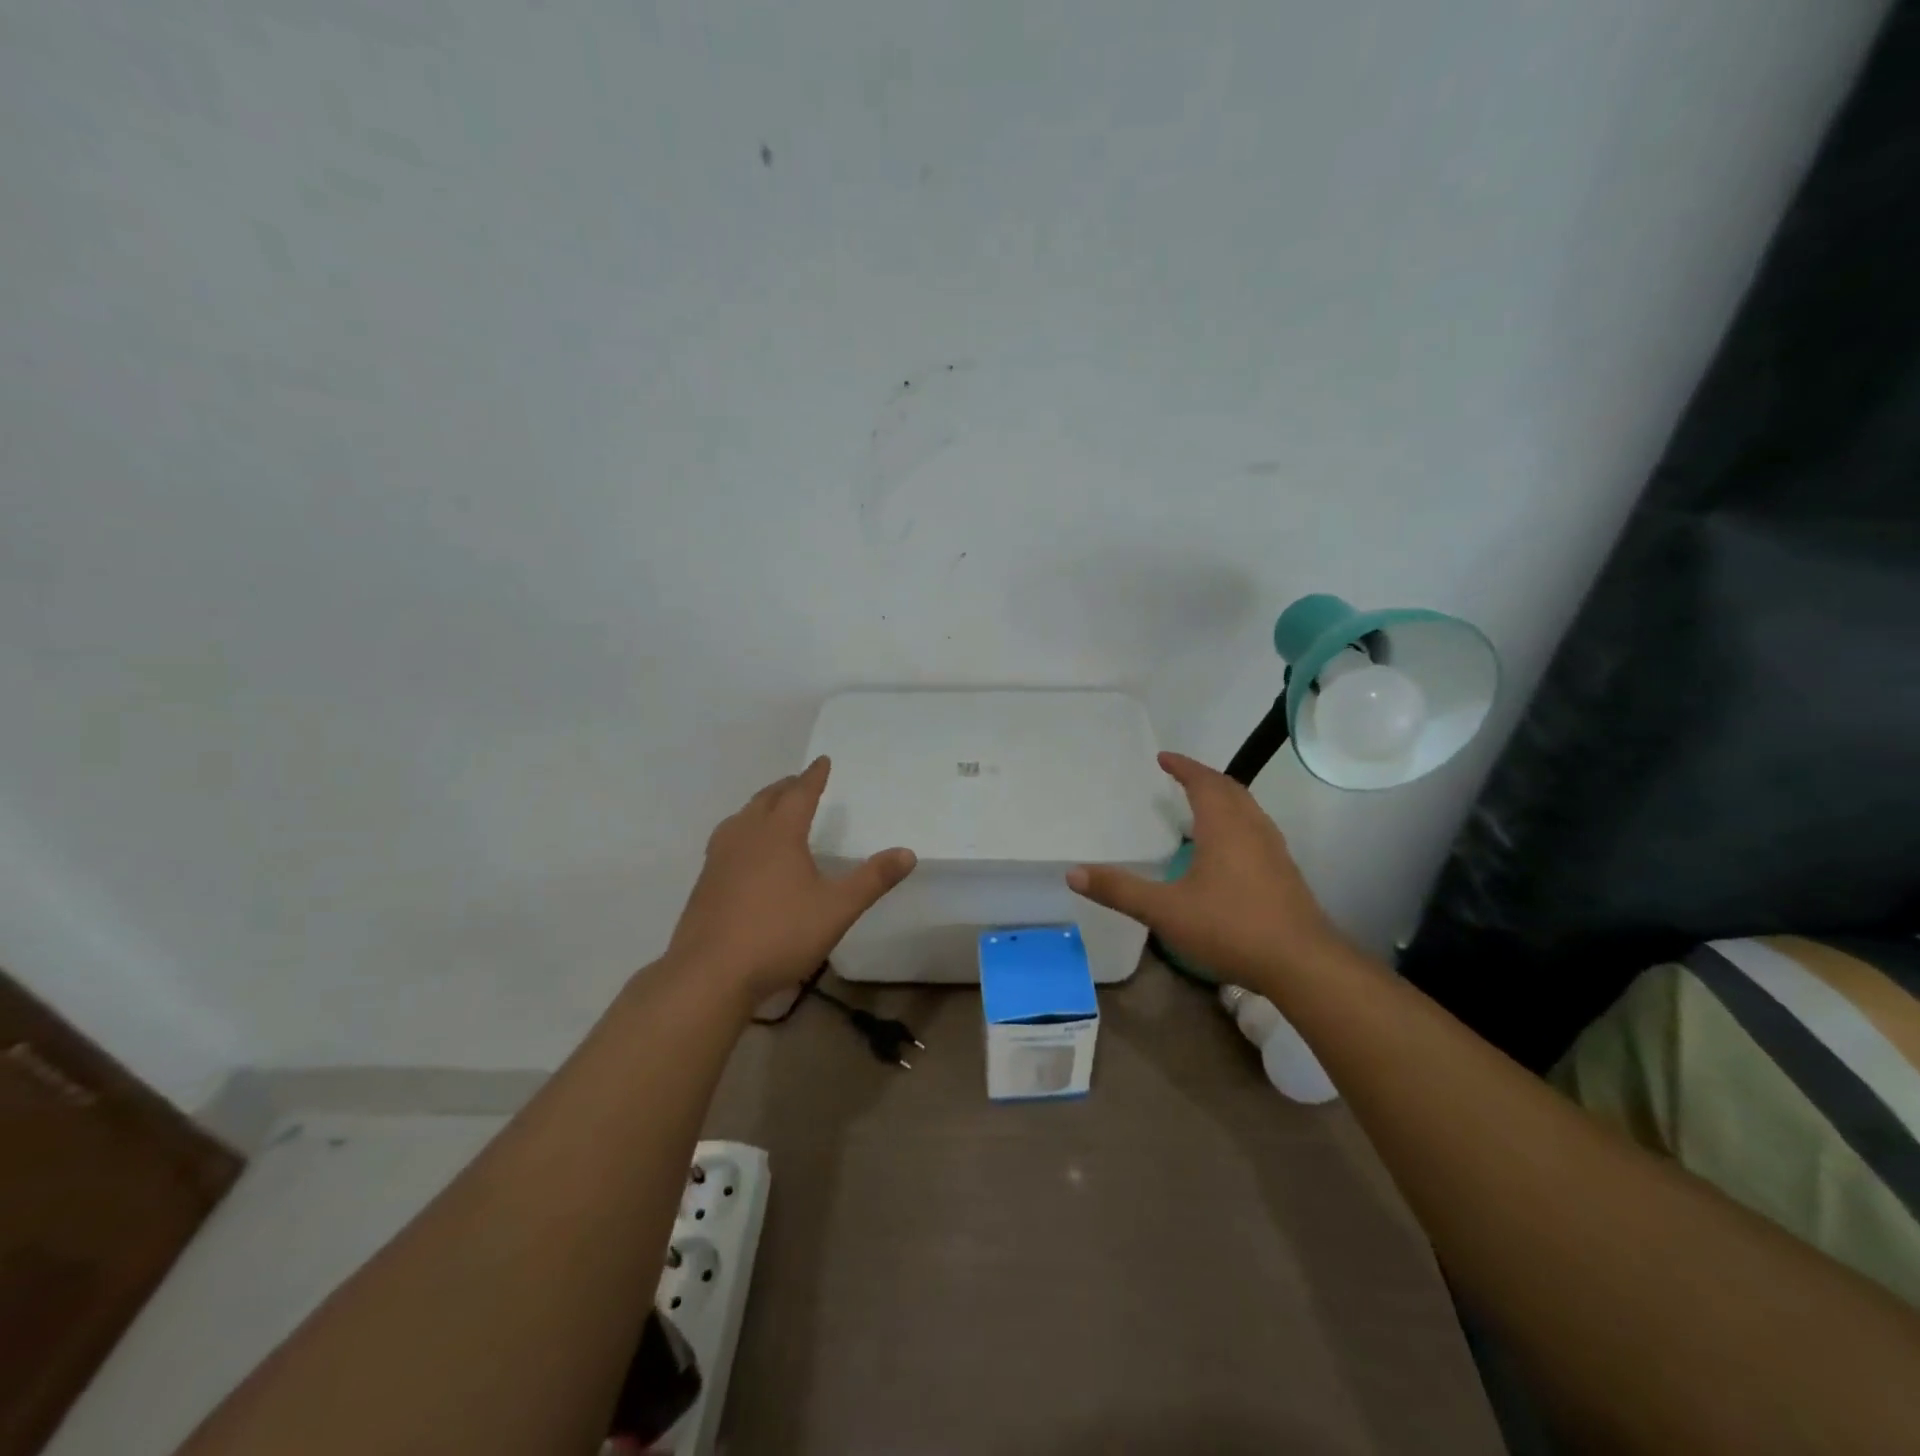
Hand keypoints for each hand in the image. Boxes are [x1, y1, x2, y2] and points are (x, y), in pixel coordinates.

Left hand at [667, 756, 915, 1006]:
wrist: (710, 973)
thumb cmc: (779, 934)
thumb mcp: (837, 909)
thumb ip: (872, 879)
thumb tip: (908, 853)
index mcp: (779, 834)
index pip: (800, 794)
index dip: (814, 776)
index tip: (822, 761)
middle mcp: (746, 836)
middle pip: (767, 800)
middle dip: (786, 788)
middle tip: (800, 782)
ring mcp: (719, 858)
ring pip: (741, 818)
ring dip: (760, 806)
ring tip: (771, 809)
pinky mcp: (705, 882)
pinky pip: (727, 840)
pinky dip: (742, 830)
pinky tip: (745, 853)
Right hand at [1066, 751, 1347, 994]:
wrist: (1302, 964)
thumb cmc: (1231, 927)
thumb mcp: (1166, 911)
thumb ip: (1120, 890)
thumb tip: (1073, 872)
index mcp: (1224, 827)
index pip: (1203, 782)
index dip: (1183, 766)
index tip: (1163, 757)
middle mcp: (1252, 829)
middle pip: (1229, 789)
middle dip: (1203, 777)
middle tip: (1180, 775)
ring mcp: (1273, 850)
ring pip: (1247, 808)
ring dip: (1223, 797)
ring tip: (1201, 804)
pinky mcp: (1284, 872)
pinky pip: (1256, 829)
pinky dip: (1236, 820)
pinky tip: (1226, 848)